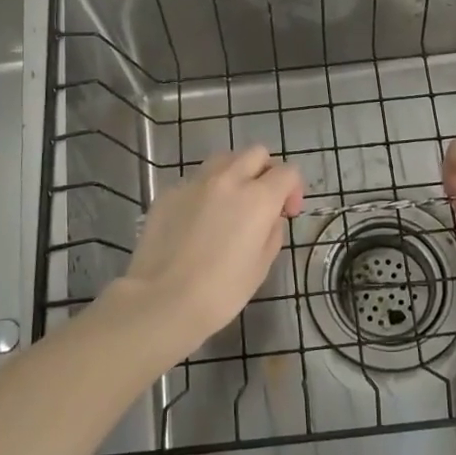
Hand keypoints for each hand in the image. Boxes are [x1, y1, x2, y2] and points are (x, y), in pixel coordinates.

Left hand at [105, 146, 303, 367]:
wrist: (162, 300)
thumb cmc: (220, 292)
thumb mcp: (261, 266)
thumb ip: (272, 232)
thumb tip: (269, 218)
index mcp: (258, 198)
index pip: (288, 172)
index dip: (293, 189)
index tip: (287, 213)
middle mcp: (228, 180)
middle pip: (256, 154)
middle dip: (265, 172)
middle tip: (262, 201)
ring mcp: (194, 182)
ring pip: (223, 159)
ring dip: (235, 173)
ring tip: (229, 203)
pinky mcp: (169, 192)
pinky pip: (195, 180)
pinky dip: (205, 191)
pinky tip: (197, 221)